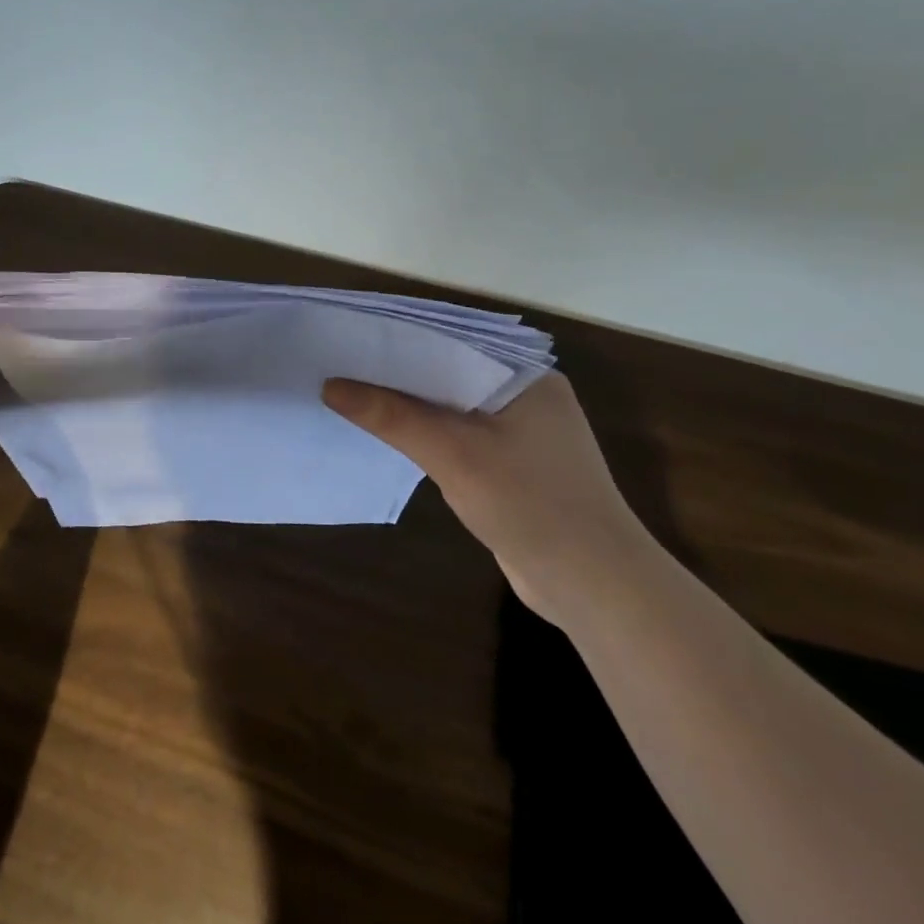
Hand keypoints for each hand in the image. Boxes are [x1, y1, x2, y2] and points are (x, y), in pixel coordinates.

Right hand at [322, 372, 656, 621]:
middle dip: (398, 374)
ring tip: (352, 395)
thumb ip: (392, 416)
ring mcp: (523, 433)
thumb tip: (331, 386)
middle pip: (449, 373)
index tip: (349, 338)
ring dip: (410, 407)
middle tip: (339, 366)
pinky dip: (428, 435)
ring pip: (452, 407)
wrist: (593, 585)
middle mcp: (527, 395)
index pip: (452, 342)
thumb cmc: (530, 504)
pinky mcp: (514, 467)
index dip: (399, 339)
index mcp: (526, 375)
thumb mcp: (453, 454)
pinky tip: (390, 437)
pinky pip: (460, 437)